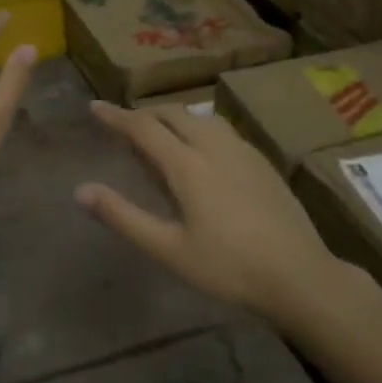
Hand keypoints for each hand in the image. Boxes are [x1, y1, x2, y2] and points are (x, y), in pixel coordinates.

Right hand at [75, 101, 340, 325]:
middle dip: (144, 113)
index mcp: (188, 165)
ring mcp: (243, 151)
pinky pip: (221, 128)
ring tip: (160, 134)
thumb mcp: (169, 250)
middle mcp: (214, 146)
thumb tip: (81, 191)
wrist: (300, 275)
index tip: (94, 106)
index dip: (116, 116)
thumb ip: (123, 217)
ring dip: (173, 117)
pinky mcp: (262, 161)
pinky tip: (202, 150)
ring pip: (200, 117)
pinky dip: (198, 126)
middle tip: (124, 126)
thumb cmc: (228, 268)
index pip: (143, 127)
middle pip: (173, 114)